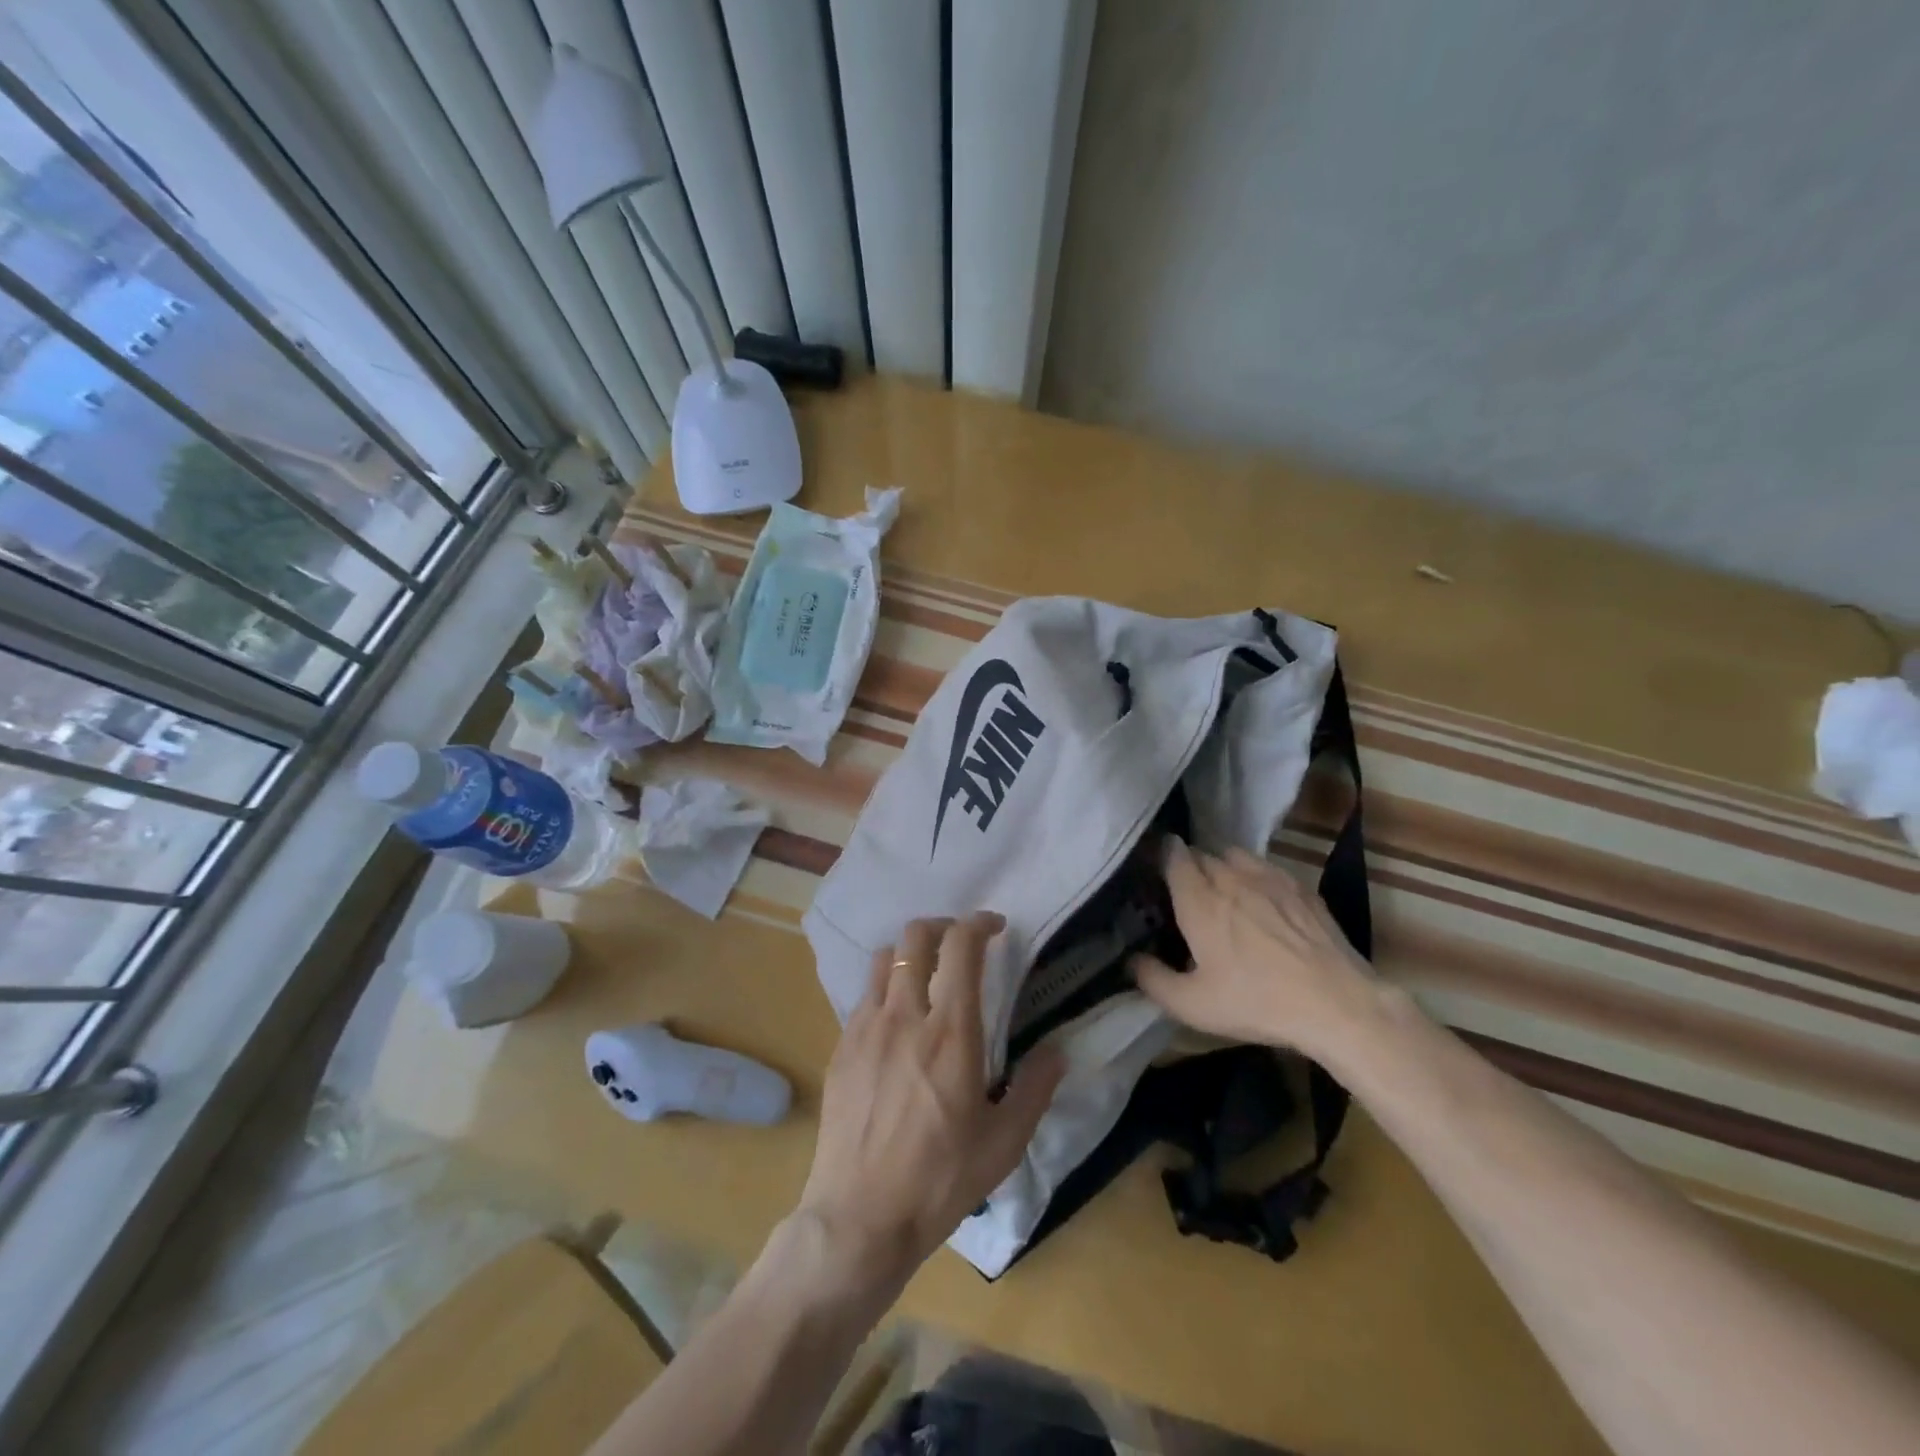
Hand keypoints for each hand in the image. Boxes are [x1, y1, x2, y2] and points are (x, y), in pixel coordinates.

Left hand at [795, 912, 1066, 1294]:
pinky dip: (885, 987)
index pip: (961, 946)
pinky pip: (864, 994)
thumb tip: (1057, 1051)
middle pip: (915, 936)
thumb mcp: (1004, 1143)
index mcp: (950, 1032)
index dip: (979, 923)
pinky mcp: (842, 1046)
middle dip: (943, 926)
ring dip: (910, 953)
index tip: (995, 927)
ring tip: (927, 975)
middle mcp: (905, 1015)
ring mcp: (866, 1027)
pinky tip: (897, 1021)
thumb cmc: (939, 1180)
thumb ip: (1035, 1088)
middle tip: (962, 945)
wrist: (859, 1217)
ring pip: (884, 957)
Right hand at [1131, 841, 1378, 1061]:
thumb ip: (1152, 980)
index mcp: (1198, 899)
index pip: (1172, 855)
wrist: (1335, 1003)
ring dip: (1221, 866)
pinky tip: (1262, 901)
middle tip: (1185, 893)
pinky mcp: (1300, 886)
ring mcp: (1269, 877)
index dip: (1160, 856)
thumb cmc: (1256, 1001)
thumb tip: (1130, 960)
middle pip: (1201, 854)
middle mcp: (1230, 877)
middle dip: (1188, 866)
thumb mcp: (1192, 1005)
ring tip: (1223, 891)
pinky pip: (1266, 867)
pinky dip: (1254, 875)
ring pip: (1233, 855)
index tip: (1153, 870)